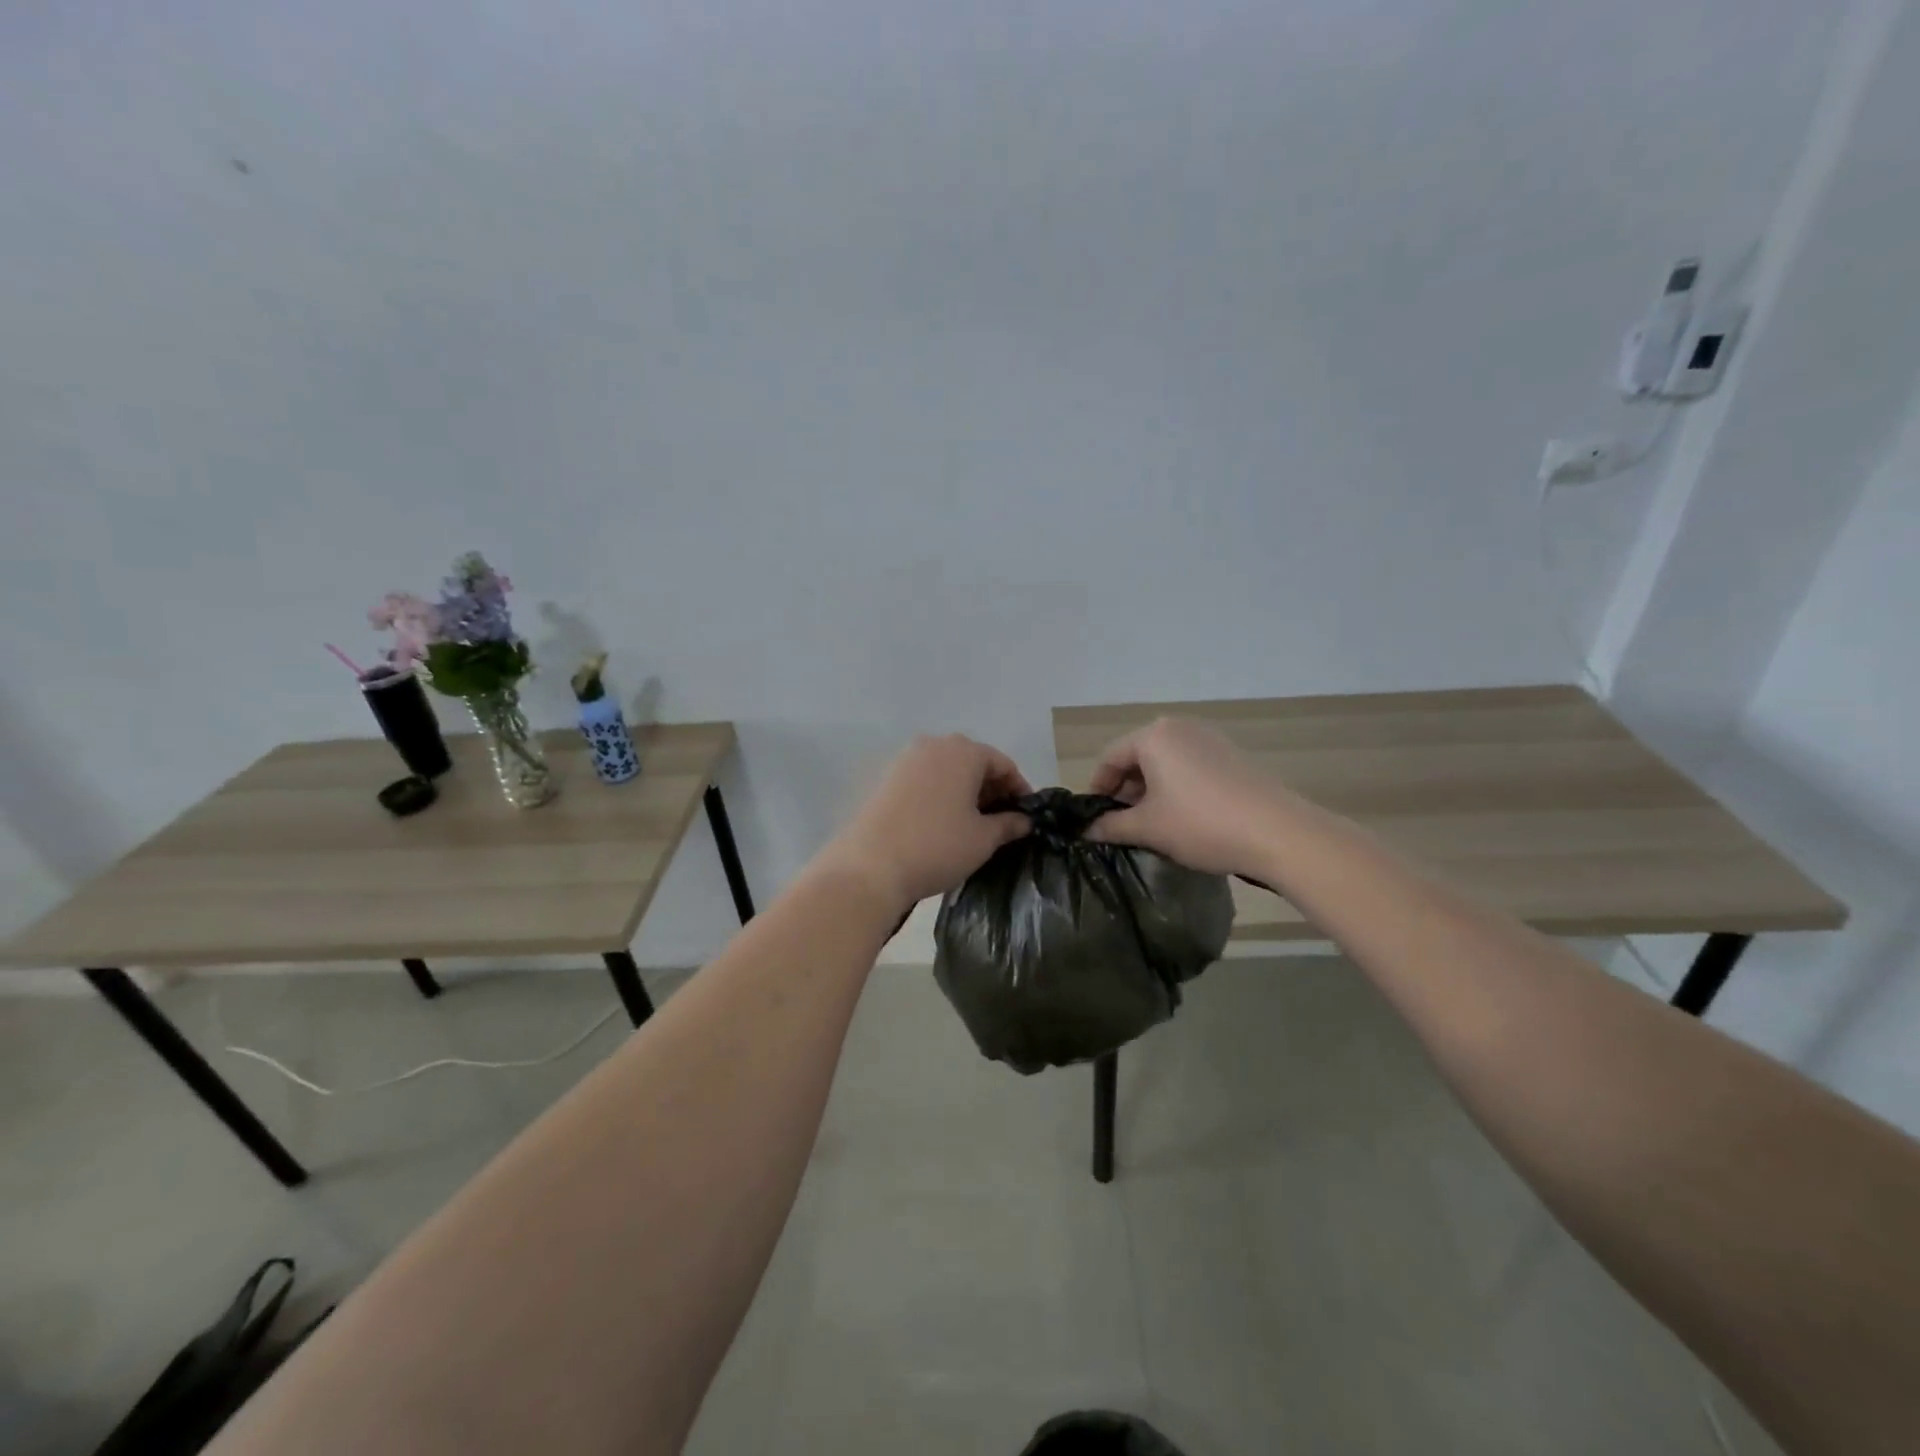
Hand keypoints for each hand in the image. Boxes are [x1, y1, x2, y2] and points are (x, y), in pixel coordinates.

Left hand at [820, 735, 1032, 911]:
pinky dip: (940, 794)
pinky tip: (942, 822)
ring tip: (973, 824)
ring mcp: (905, 760)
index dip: (1019, 789)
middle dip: (991, 788)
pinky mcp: (885, 778)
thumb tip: (1023, 820)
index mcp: (963, 752)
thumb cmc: (937, 847)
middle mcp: (933, 745)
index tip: (1026, 816)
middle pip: (973, 762)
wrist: (870, 867)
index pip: (1002, 764)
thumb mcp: (983, 839)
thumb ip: (1008, 824)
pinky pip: (924, 779)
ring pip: (947, 770)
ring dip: (964, 791)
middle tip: (1002, 821)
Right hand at [1086, 717, 1298, 876]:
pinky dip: (1176, 787)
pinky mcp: (1231, 755)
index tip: (1095, 819)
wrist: (1277, 833)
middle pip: (1137, 756)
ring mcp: (1209, 739)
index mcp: (1153, 736)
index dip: (1097, 789)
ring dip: (1150, 790)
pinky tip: (1183, 817)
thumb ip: (1111, 826)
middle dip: (1125, 790)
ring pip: (1164, 762)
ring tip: (1152, 824)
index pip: (1110, 758)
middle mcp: (1179, 728)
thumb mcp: (1148, 828)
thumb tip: (1087, 830)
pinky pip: (1189, 766)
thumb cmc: (1200, 824)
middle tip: (1122, 824)